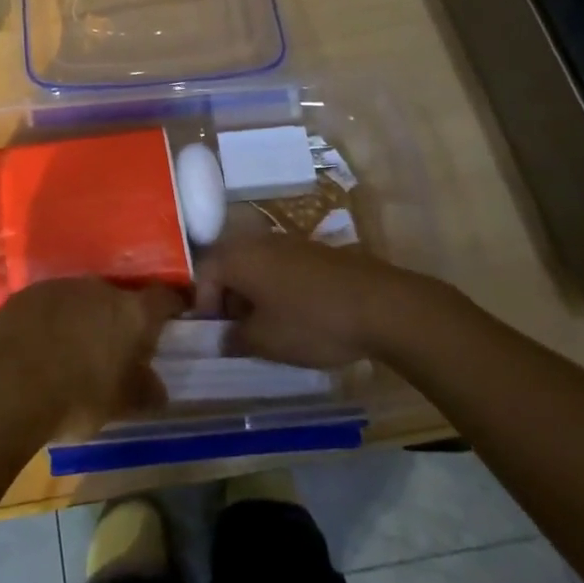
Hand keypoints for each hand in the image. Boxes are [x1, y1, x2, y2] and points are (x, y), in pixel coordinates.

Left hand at [0, 278, 182, 436]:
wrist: (8, 386)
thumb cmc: (76, 397)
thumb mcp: (120, 405)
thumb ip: (144, 391)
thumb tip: (157, 388)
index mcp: (131, 312)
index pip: (164, 298)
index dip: (173, 305)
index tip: (176, 315)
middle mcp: (99, 289)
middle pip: (119, 297)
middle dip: (120, 318)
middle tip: (116, 346)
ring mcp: (61, 286)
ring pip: (82, 299)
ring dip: (84, 317)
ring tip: (75, 348)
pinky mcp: (27, 293)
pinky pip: (50, 304)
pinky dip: (53, 319)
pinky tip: (42, 345)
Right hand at [195, 238, 430, 369]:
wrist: (381, 305)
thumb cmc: (311, 321)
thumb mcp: (265, 341)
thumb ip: (234, 339)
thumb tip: (221, 338)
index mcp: (239, 257)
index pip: (203, 273)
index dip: (202, 305)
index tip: (213, 334)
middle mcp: (259, 241)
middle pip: (229, 265)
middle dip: (227, 299)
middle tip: (236, 332)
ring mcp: (290, 243)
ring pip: (256, 266)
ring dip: (252, 294)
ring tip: (266, 329)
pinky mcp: (315, 252)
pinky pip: (281, 267)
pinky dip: (276, 289)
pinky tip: (295, 317)